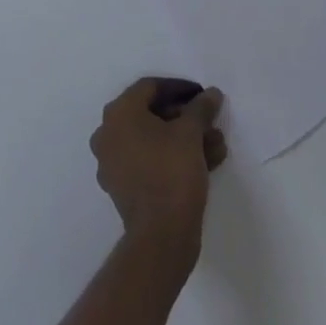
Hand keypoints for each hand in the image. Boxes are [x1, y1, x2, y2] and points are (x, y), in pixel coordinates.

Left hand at [89, 79, 227, 252]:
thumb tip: (211, 93)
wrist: (161, 237)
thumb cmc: (172, 173)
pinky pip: (148, 161)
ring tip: (217, 145)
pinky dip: (172, 157)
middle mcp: (108, 132)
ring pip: (152, 140)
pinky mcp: (122, 187)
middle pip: (150, 114)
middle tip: (211, 123)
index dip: (180, 88)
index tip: (203, 95)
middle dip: (185, 118)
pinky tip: (205, 163)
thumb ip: (200, 108)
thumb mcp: (190, 134)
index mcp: (118, 112)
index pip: (150, 87)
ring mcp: (112, 161)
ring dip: (184, 139)